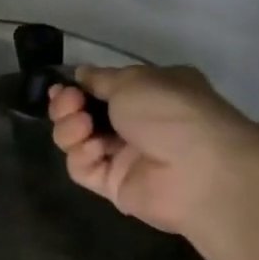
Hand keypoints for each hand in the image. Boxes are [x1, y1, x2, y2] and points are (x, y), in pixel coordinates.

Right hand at [48, 64, 258, 235]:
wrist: (197, 169)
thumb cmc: (169, 111)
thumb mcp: (133, 79)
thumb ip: (100, 78)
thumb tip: (81, 74)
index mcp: (149, 92)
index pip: (102, 88)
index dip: (77, 87)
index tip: (61, 87)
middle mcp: (136, 122)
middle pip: (83, 113)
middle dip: (67, 106)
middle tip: (70, 103)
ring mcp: (124, 155)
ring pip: (77, 140)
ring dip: (70, 129)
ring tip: (82, 125)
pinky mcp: (114, 185)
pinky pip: (83, 169)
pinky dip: (82, 157)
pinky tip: (94, 150)